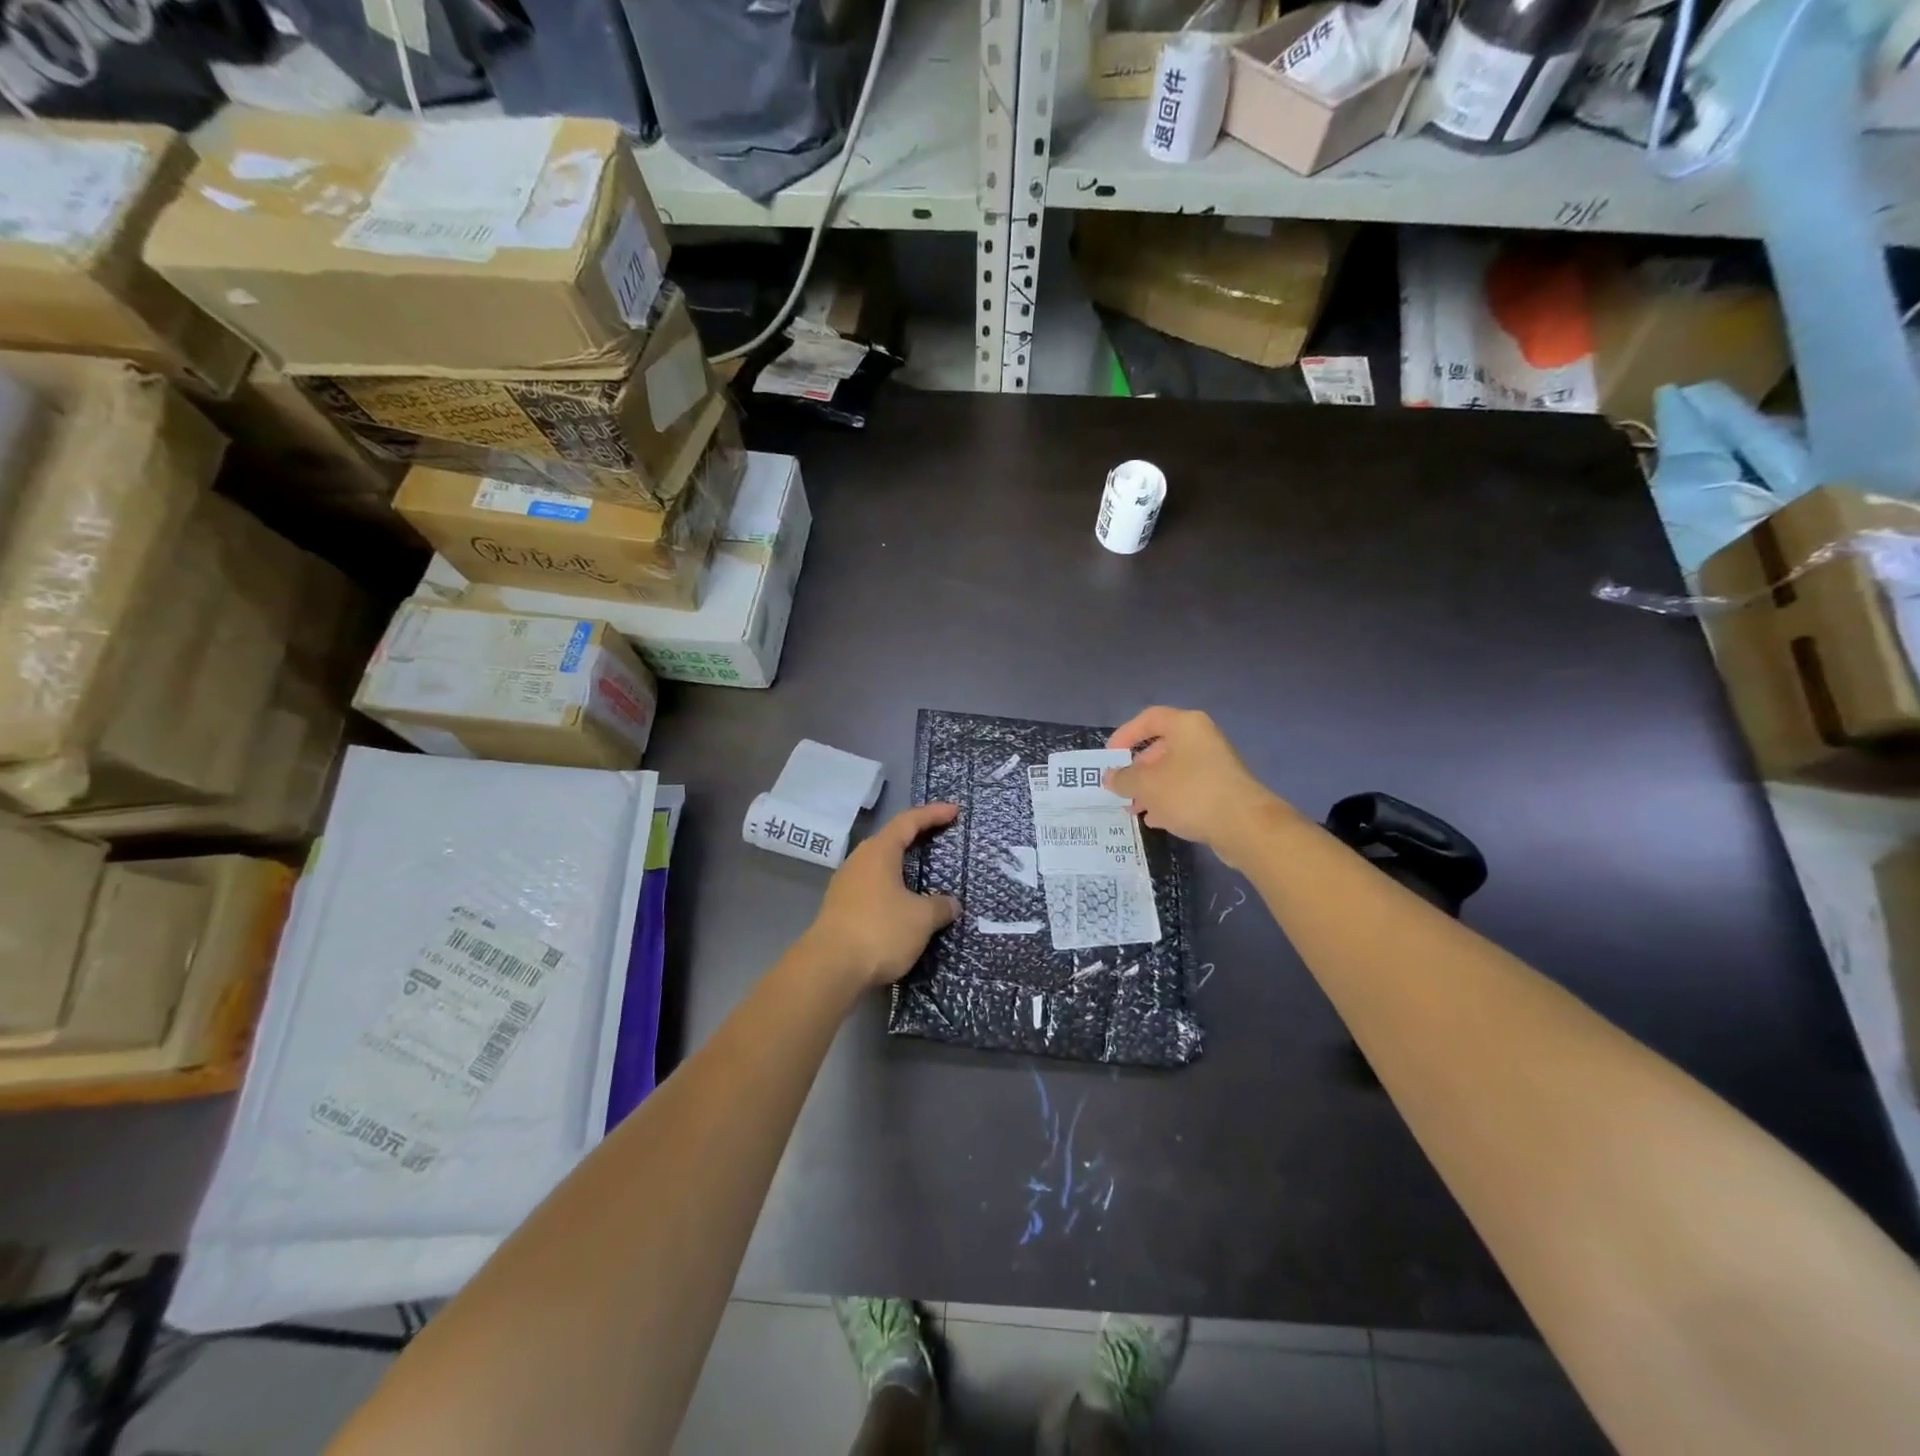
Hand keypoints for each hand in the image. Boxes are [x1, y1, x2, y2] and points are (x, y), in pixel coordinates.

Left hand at [800, 803, 961, 989]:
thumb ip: (940, 906)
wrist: (830, 967)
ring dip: (902, 865)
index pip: (908, 822)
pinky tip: (902, 903)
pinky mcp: (840, 908)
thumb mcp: (921, 918)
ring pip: (880, 865)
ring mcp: (845, 885)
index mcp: (879, 852)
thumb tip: (952, 904)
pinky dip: (892, 887)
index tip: (954, 811)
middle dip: (916, 836)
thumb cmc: (880, 930)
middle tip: (940, 837)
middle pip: (891, 840)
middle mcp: (859, 861)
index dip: (933, 814)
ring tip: (923, 872)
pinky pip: (872, 887)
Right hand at [1104, 707, 1290, 869]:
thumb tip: (1110, 776)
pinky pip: (1187, 789)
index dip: (1125, 735)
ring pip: (1173, 771)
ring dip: (1150, 789)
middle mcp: (1202, 739)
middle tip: (1121, 788)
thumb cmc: (1189, 793)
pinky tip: (1156, 820)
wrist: (1244, 826)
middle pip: (1160, 748)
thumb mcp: (1145, 785)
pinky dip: (1169, 800)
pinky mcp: (1223, 789)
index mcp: (1185, 725)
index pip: (1148, 719)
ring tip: (1134, 809)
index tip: (1110, 757)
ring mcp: (1215, 765)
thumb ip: (1122, 778)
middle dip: (1137, 770)